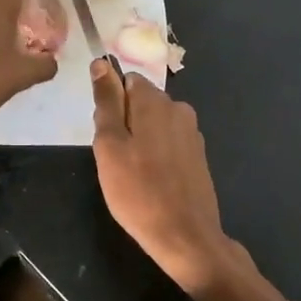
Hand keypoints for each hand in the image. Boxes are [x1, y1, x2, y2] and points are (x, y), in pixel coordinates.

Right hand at [90, 60, 229, 293]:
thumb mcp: (109, 144)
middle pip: (141, 102)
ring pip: (154, 124)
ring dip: (140, 140)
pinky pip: (168, 143)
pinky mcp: (198, 155)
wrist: (186, 237)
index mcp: (155, 101)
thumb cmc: (138, 191)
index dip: (111, 104)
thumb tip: (101, 63)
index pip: (126, 80)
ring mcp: (192, 133)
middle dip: (124, 122)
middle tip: (115, 159)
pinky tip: (152, 182)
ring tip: (132, 174)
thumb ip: (106, 101)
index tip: (105, 134)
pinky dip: (157, 155)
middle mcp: (178, 108)